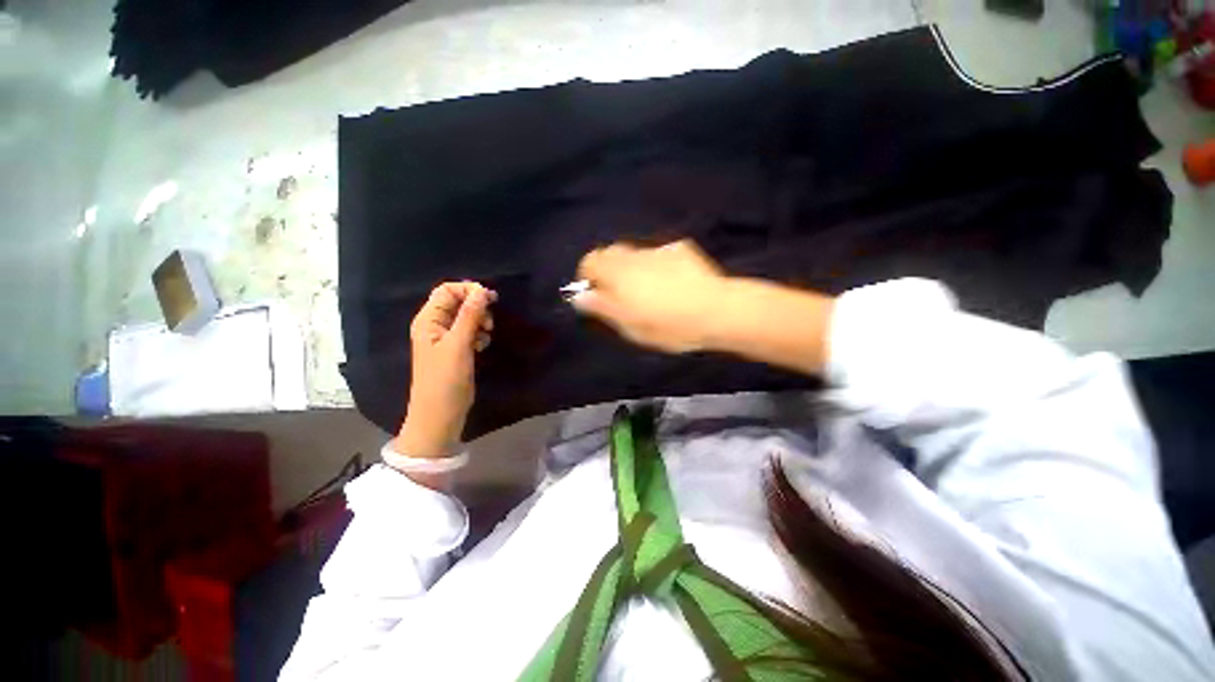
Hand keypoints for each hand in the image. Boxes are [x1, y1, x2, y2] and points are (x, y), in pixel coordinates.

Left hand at [396, 281, 495, 457]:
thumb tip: (482, 290)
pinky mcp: (456, 350)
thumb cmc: (445, 379)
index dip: (468, 290)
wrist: (440, 415)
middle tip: (489, 323)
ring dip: (480, 322)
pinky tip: (482, 346)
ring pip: (467, 317)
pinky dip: (479, 334)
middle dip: (477, 307)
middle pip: (458, 302)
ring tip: (485, 336)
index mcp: (428, 320)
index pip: (447, 290)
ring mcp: (446, 339)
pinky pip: (470, 332)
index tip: (490, 299)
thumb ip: (470, 316)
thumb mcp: (458, 345)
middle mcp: (435, 326)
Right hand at [571, 240, 730, 352]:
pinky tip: (673, 283)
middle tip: (621, 296)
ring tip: (650, 292)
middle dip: (610, 271)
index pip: (590, 261)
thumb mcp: (630, 325)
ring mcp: (659, 250)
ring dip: (633, 269)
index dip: (588, 276)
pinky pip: (659, 255)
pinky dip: (657, 266)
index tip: (596, 294)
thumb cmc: (668, 324)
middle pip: (611, 253)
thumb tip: (580, 296)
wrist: (716, 310)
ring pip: (635, 254)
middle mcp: (635, 255)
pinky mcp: (680, 250)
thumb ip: (602, 308)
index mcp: (618, 273)